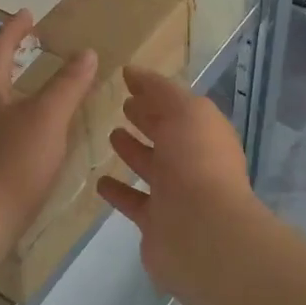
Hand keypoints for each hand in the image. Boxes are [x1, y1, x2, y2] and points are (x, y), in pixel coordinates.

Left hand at [0, 10, 96, 237]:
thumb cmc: (11, 162)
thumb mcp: (48, 118)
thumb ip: (68, 84)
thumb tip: (85, 52)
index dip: (15, 29)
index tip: (27, 15)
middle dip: (5, 54)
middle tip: (24, 44)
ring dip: (2, 85)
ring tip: (21, 84)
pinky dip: (1, 114)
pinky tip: (14, 132)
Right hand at [96, 66, 259, 294]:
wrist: (201, 232)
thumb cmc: (195, 162)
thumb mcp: (184, 111)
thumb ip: (159, 90)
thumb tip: (133, 71)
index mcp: (205, 133)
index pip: (178, 106)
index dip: (155, 93)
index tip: (128, 81)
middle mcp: (194, 161)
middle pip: (167, 135)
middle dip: (148, 119)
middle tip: (122, 106)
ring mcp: (177, 194)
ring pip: (151, 167)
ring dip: (133, 152)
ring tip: (110, 136)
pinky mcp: (156, 222)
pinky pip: (134, 201)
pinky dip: (119, 191)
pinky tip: (99, 181)